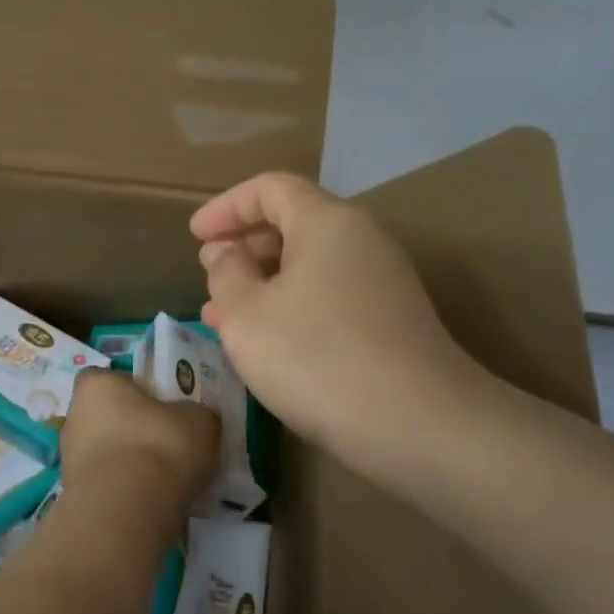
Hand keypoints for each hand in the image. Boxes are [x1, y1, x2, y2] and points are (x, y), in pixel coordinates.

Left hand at [58, 369, 220, 527]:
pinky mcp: (75, 496)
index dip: (136, 389)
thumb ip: (196, 414)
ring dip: (131, 462)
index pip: (111, 377)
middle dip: (134, 428)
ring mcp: (70, 459)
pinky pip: (108, 485)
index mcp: (96, 385)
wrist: (127, 510)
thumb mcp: (198, 420)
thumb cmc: (159, 445)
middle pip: (108, 416)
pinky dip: (127, 491)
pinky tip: (155, 503)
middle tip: (169, 443)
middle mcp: (74, 416)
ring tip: (168, 479)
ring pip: (107, 453)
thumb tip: (196, 420)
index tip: (162, 404)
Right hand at [191, 172, 497, 479]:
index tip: (195, 235)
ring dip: (263, 282)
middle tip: (209, 275)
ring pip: (310, 265)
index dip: (227, 207)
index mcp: (327, 222)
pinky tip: (268, 343)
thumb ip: (226, 274)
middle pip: (294, 223)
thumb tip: (228, 254)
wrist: (418, 425)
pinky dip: (291, 305)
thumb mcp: (246, 315)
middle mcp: (361, 239)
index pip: (270, 188)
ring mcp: (383, 281)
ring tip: (224, 316)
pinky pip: (329, 295)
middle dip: (243, 246)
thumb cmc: (317, 358)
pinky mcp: (392, 320)